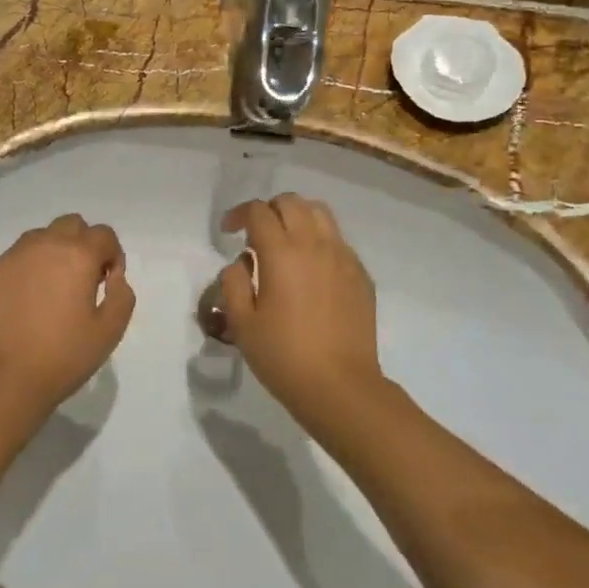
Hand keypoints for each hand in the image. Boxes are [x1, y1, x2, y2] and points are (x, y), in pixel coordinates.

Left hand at [0, 214, 134, 413]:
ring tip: (49, 290)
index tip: (107, 283)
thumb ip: (122, 295)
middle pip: (70, 225)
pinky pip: (11, 261)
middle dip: (82, 244)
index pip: (104, 234)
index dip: (112, 255)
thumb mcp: (110, 331)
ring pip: (37, 238)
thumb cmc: (64, 356)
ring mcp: (9, 257)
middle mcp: (42, 245)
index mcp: (77, 255)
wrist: (4, 378)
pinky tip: (21, 305)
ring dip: (51, 253)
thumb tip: (113, 278)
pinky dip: (22, 272)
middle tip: (81, 280)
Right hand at [217, 195, 386, 430]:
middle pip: (291, 202)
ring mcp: (343, 257)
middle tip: (255, 235)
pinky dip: (319, 241)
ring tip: (285, 244)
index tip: (228, 232)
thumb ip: (233, 282)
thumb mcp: (241, 322)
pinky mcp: (360, 274)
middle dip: (268, 210)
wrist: (339, 385)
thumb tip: (241, 263)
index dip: (238, 214)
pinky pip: (338, 241)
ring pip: (320, 213)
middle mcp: (315, 244)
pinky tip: (310, 270)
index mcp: (281, 253)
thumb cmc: (282, 356)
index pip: (258, 211)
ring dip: (297, 218)